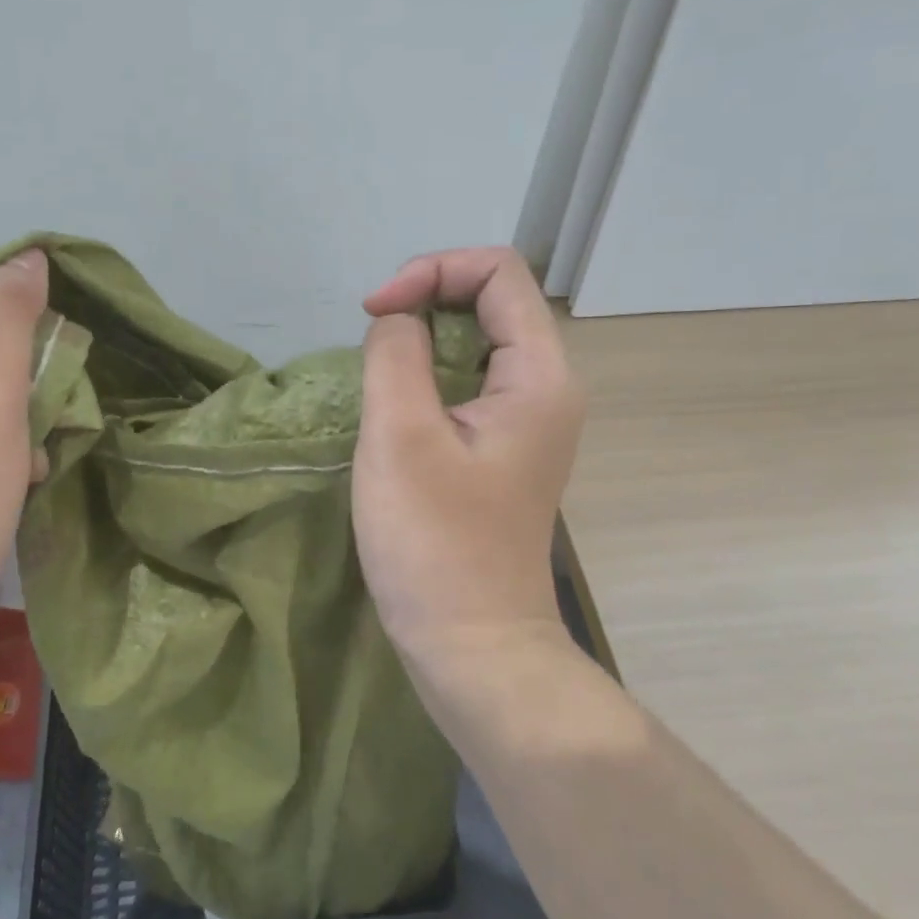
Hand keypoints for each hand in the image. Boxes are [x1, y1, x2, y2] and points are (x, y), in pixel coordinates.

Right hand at [355, 247, 584, 666]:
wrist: (473, 646)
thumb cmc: (435, 545)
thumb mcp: (401, 437)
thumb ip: (395, 354)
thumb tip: (398, 319)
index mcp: (539, 376)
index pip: (498, 272)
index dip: (431, 271)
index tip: (374, 312)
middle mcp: (546, 388)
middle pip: (491, 301)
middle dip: (425, 302)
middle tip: (371, 342)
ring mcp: (527, 422)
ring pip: (475, 343)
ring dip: (420, 343)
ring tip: (377, 379)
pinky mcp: (502, 449)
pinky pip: (467, 384)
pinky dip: (425, 378)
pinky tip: (394, 411)